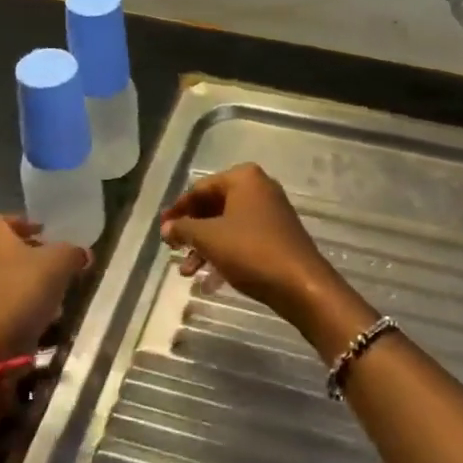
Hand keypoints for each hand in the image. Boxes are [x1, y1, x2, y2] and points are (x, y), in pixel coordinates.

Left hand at [0, 216, 87, 356]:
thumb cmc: (25, 288)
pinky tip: (40, 310)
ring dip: (25, 277)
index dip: (28, 224)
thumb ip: (73, 252)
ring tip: (52, 287)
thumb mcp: (61, 262)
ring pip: (2, 273)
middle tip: (54, 260)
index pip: (6, 219)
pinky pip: (0, 296)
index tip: (48, 234)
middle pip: (5, 247)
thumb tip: (82, 254)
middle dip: (29, 252)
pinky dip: (18, 298)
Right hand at [160, 165, 347, 335]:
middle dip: (191, 230)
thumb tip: (166, 228)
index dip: (178, 210)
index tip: (161, 229)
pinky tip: (209, 280)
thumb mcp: (209, 238)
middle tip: (172, 250)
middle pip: (214, 206)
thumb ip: (183, 229)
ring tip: (187, 272)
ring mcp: (270, 212)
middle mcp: (259, 188)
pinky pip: (242, 238)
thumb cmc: (250, 251)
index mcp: (243, 178)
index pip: (200, 188)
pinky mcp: (277, 235)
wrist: (300, 283)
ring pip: (226, 225)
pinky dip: (223, 253)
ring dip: (204, 246)